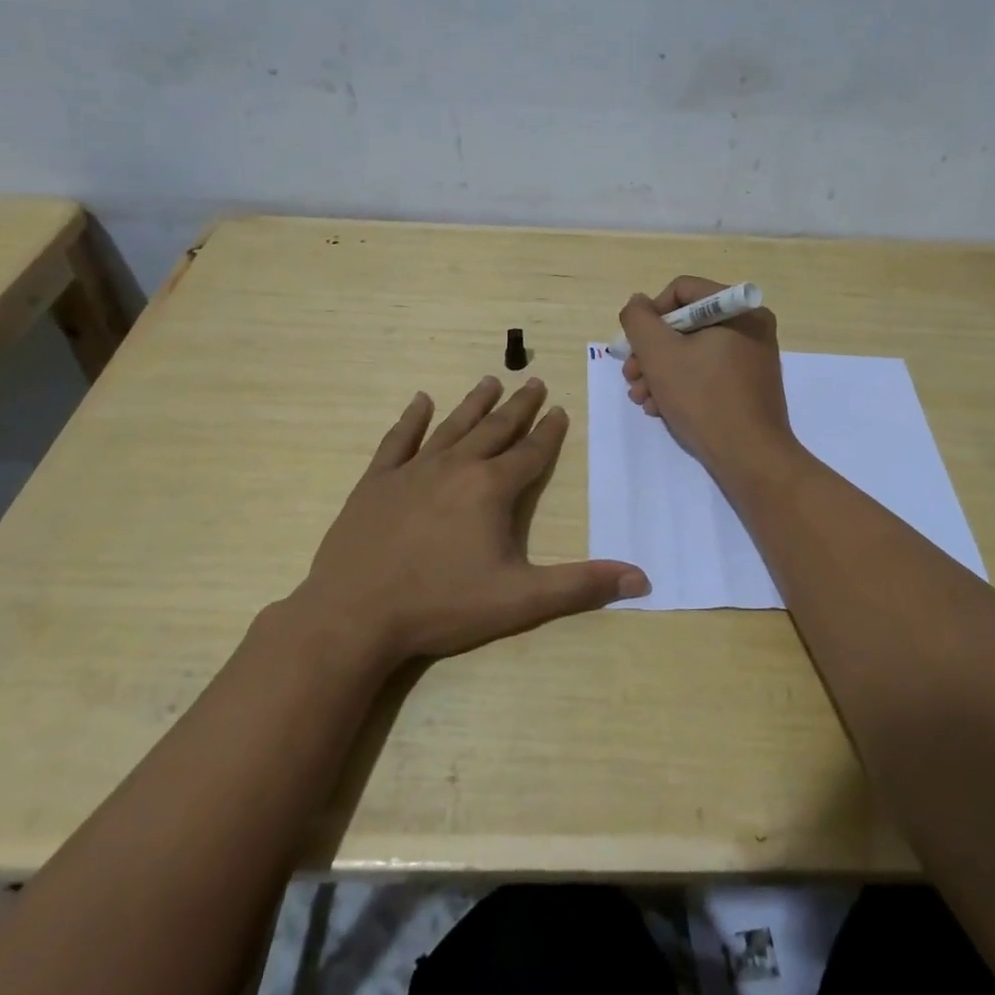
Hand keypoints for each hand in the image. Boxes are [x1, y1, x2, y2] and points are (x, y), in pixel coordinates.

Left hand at [292, 377, 649, 670]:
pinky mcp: (376, 482)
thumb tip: (640, 577)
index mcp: (490, 489)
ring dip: (474, 403)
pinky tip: (420, 401)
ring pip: (452, 426)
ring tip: (491, 380)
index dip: (549, 432)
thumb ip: (579, 587)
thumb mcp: (519, 600)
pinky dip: (411, 419)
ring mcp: (412, 471)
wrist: (354, 614)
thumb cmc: (441, 606)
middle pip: (495, 429)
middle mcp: (455, 467)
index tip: (560, 409)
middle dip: (519, 406)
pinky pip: (398, 441)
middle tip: (534, 381)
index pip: (530, 453)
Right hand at [618, 276, 799, 479]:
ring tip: (641, 398)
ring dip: (660, 371)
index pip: (681, 291)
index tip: (635, 346)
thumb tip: (638, 303)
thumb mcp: (659, 353)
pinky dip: (681, 384)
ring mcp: (752, 357)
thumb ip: (639, 320)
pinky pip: (707, 371)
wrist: (750, 458)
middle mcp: (750, 326)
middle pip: (685, 324)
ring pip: (693, 351)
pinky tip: (661, 408)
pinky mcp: (748, 385)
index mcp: (738, 309)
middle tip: (631, 376)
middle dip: (651, 351)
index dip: (650, 315)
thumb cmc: (704, 398)